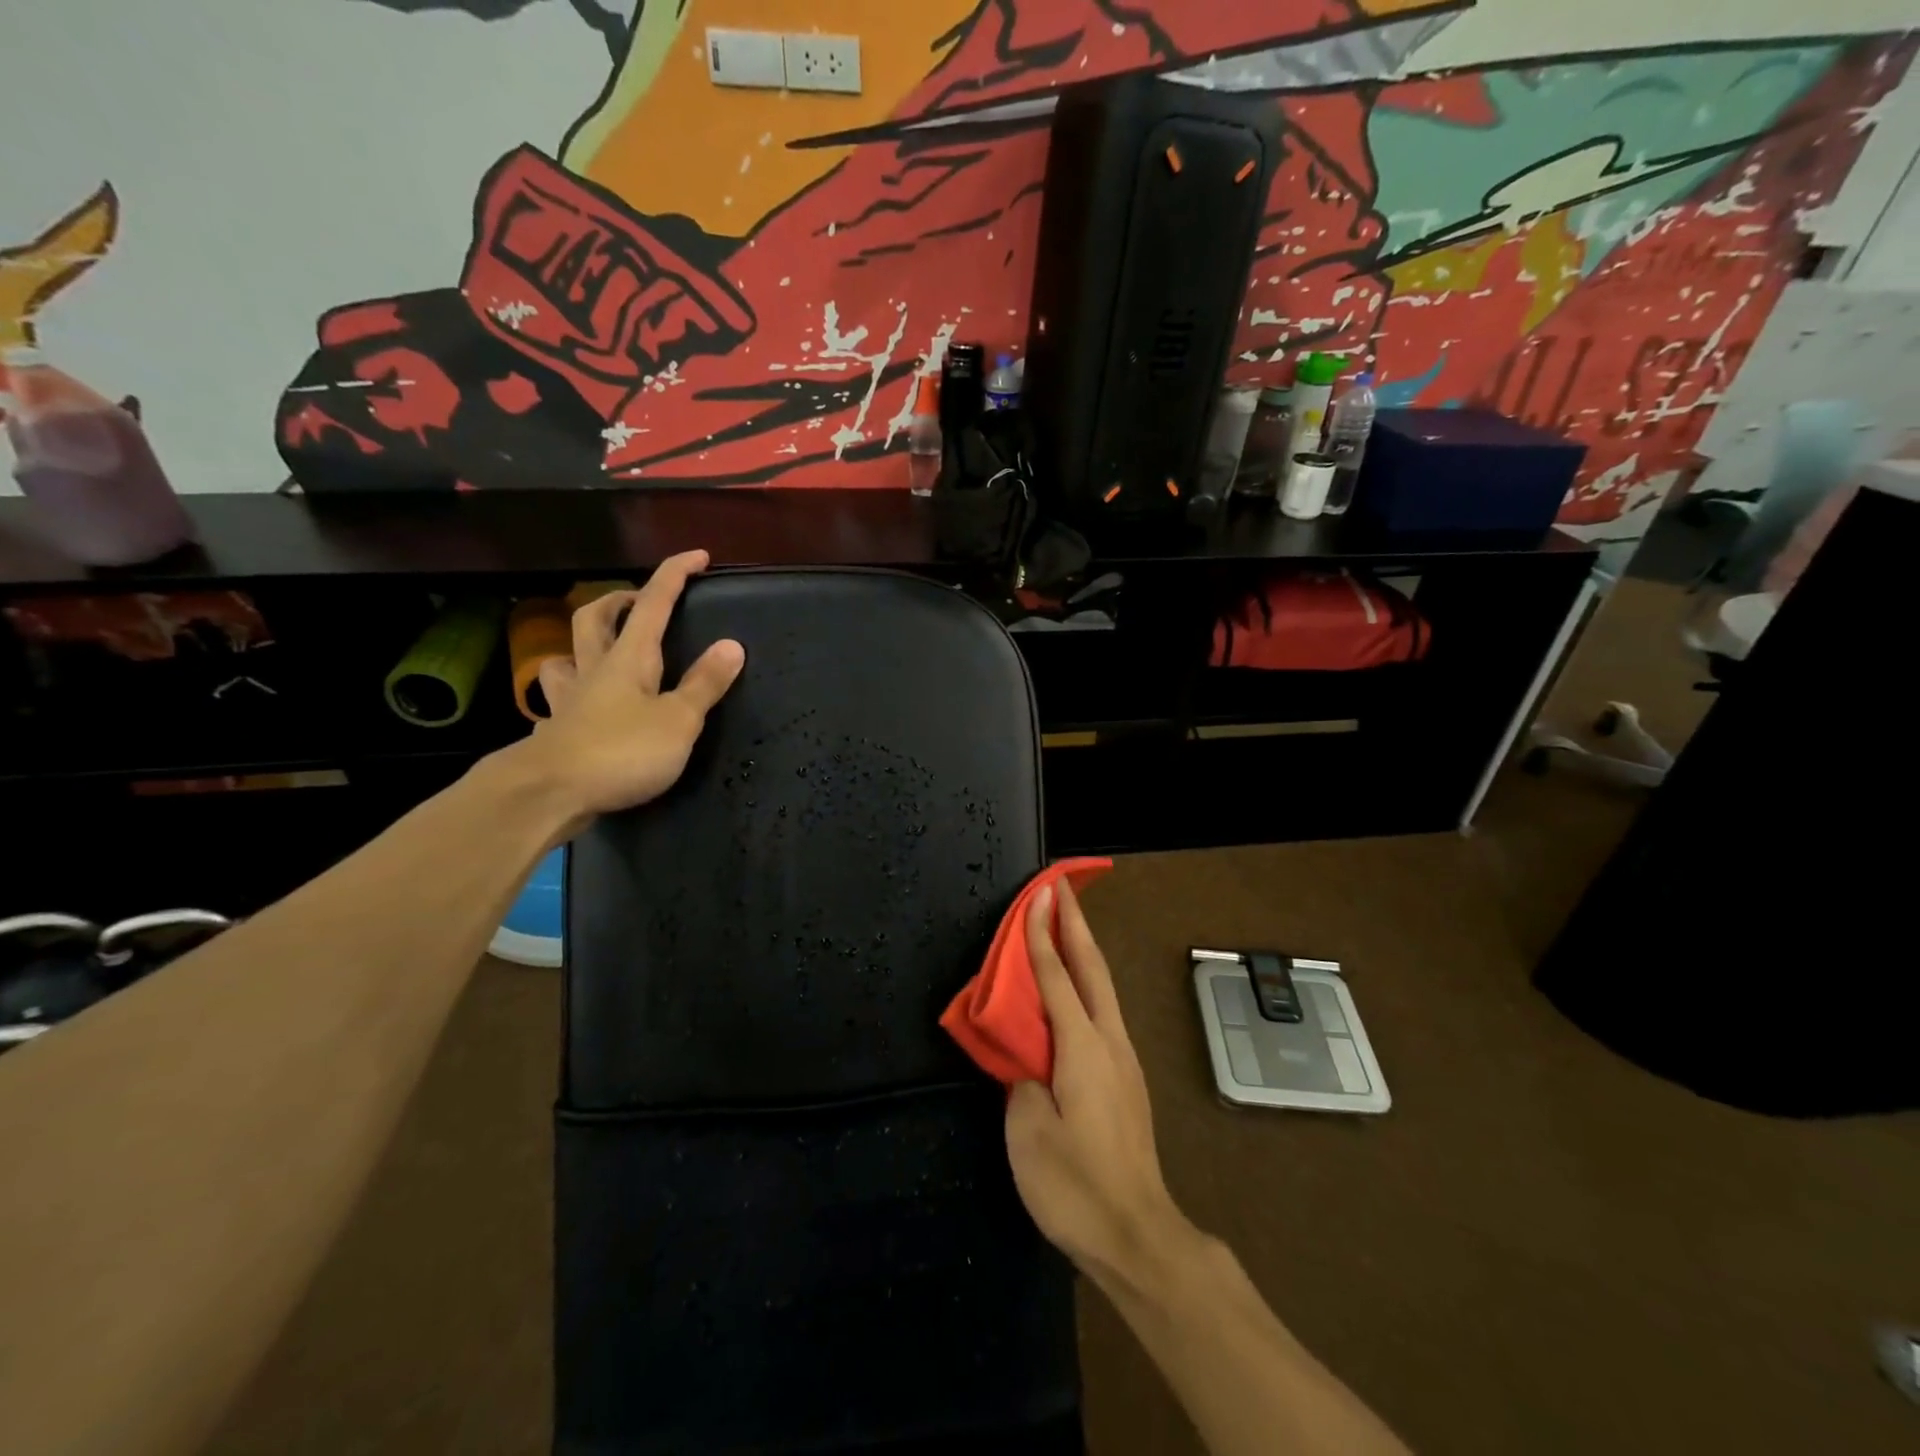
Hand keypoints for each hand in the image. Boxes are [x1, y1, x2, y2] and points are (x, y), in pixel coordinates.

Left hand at [516, 549, 744, 834]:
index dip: (675, 575)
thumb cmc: (622, 752)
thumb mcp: (678, 720)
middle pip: (596, 617)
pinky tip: (578, 709)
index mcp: (629, 658)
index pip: (654, 603)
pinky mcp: (557, 731)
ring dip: (582, 643)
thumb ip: (704, 684)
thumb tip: (732, 645)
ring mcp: (570, 700)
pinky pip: (559, 701)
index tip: (698, 555)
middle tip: (641, 600)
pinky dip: (571, 695)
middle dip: (618, 600)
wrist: (548, 793)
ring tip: (601, 650)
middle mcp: (595, 669)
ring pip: (566, 655)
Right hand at [1005, 878, 1192, 1287]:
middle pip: (1093, 969)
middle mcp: (1110, 1043)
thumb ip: (1024, 1080)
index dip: (1043, 934)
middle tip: (1062, 889)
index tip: (1039, 894)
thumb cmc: (1075, 1185)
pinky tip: (1075, 991)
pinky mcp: (1127, 1081)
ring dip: (1084, 951)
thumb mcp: (1029, 1132)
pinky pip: (1103, 1014)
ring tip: (1066, 927)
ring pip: (1104, 989)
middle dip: (1077, 925)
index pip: (1057, 976)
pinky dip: (1087, 984)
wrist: (1137, 1235)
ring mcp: (1125, 1062)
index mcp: (1082, 1048)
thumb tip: (1030, 1062)